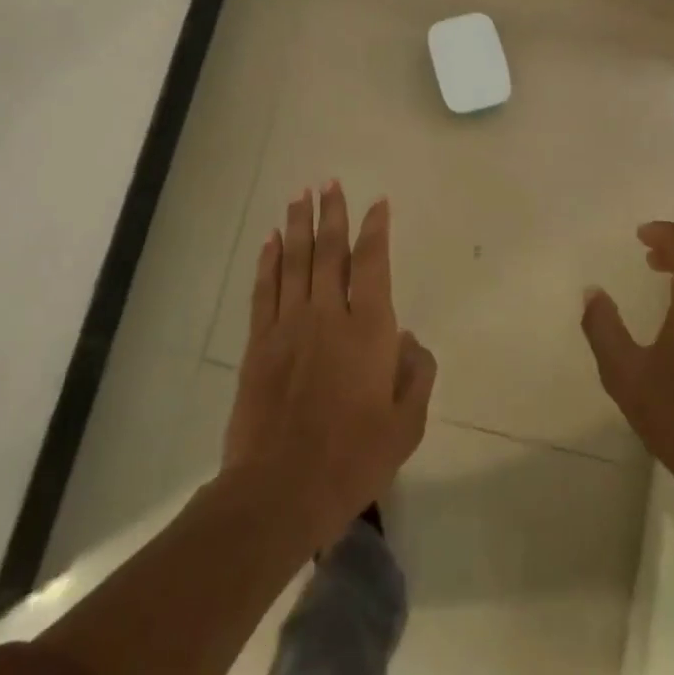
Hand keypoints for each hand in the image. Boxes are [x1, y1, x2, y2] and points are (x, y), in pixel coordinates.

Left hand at [223, 183, 436, 549]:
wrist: (279, 491)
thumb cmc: (352, 460)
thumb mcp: (406, 425)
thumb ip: (415, 375)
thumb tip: (408, 341)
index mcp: (369, 331)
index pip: (373, 264)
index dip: (375, 229)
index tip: (377, 203)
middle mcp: (328, 316)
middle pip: (329, 252)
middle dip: (332, 213)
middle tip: (330, 182)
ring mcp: (288, 327)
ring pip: (295, 262)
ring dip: (298, 226)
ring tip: (300, 195)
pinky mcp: (258, 345)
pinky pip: (264, 291)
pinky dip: (268, 262)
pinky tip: (271, 240)